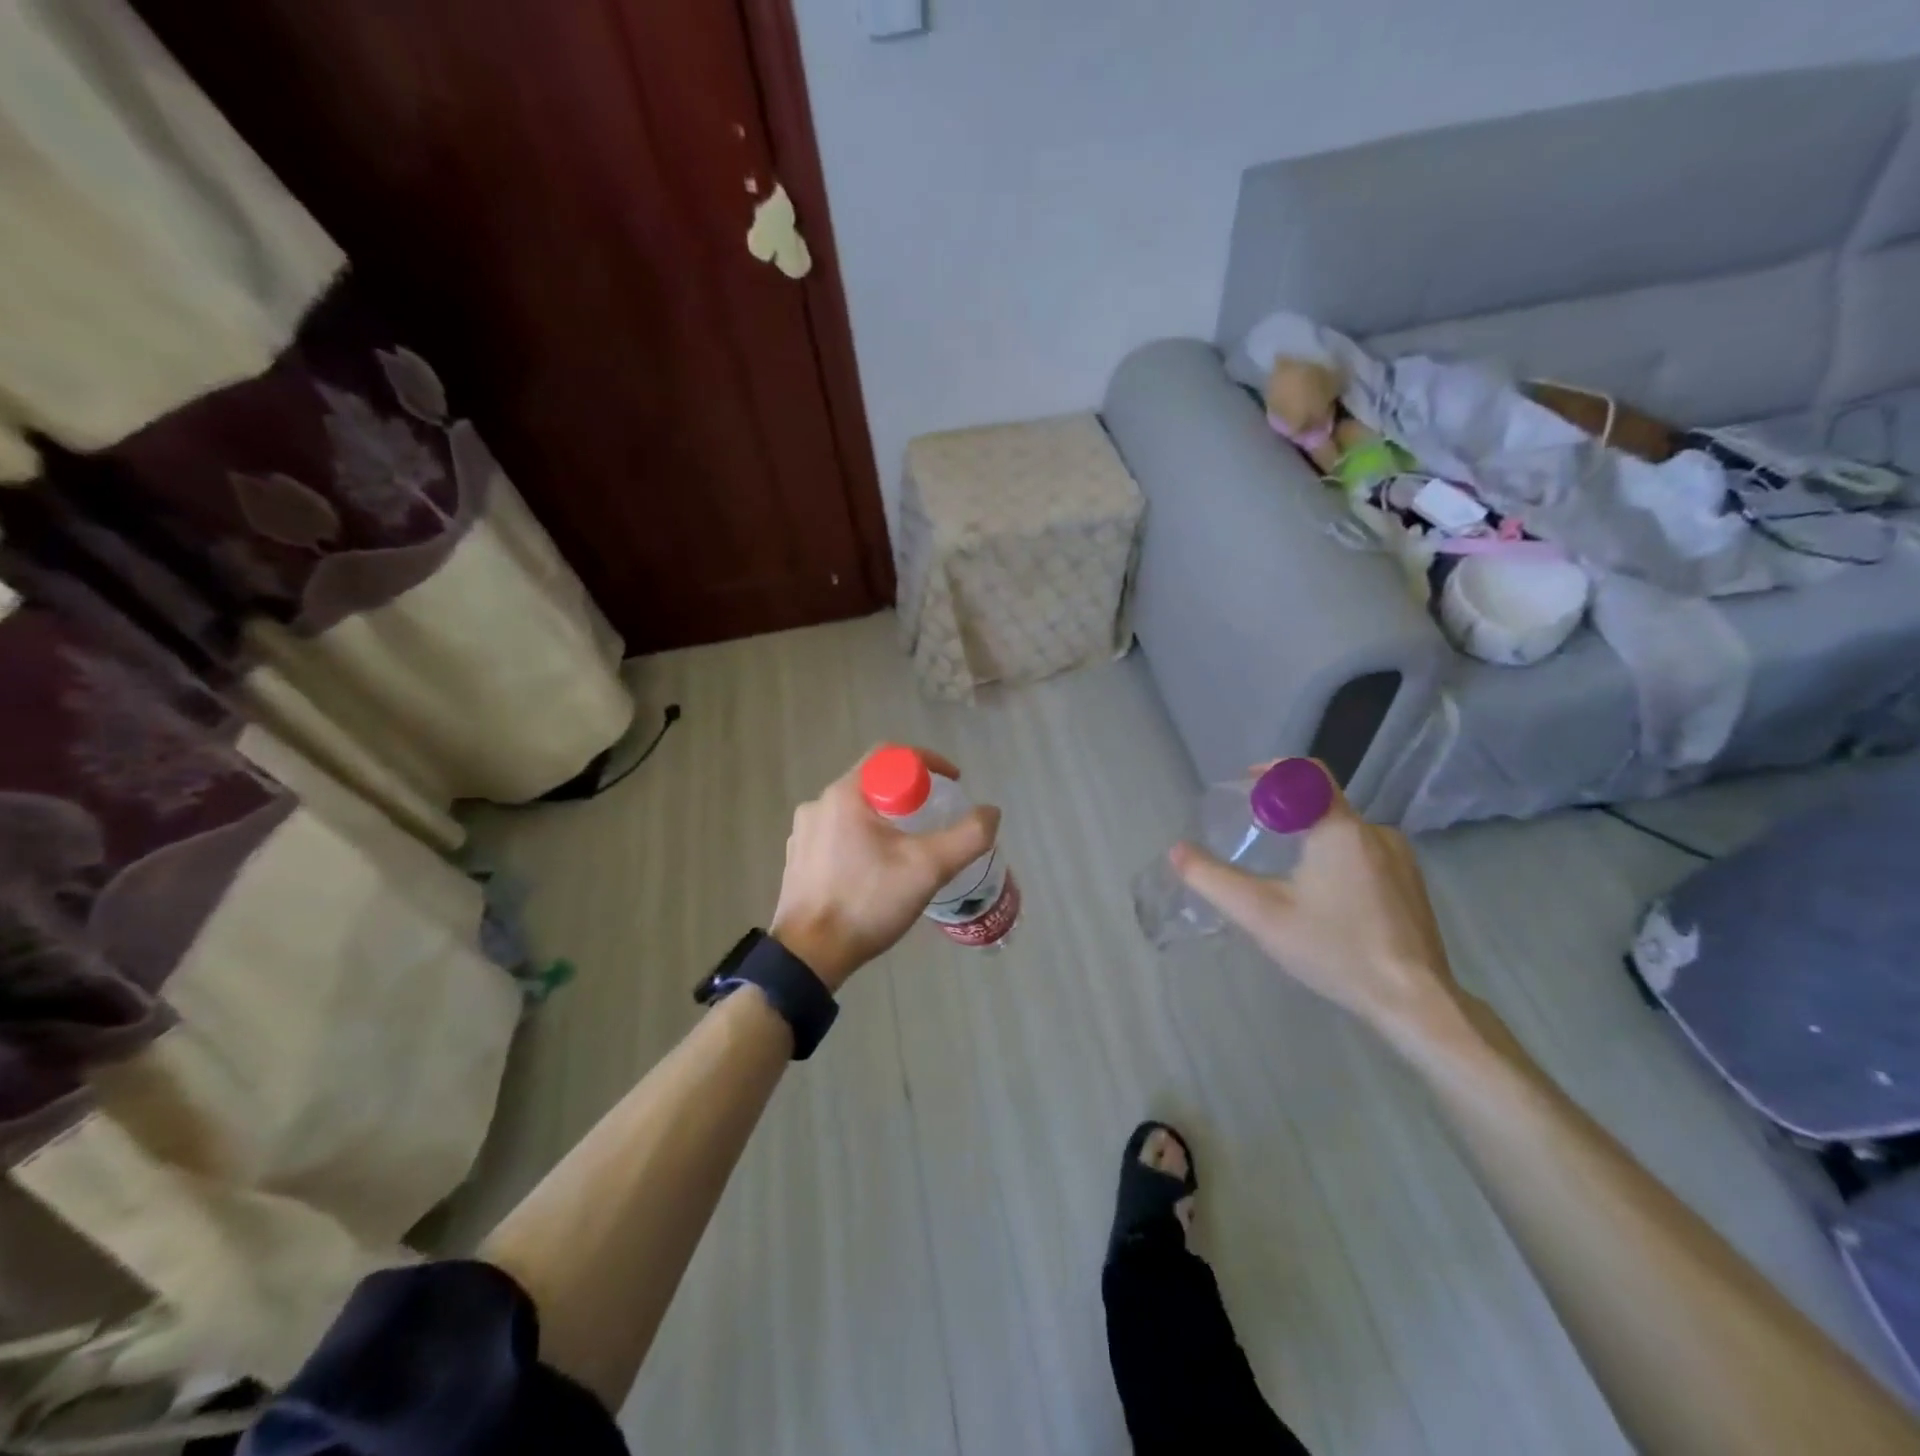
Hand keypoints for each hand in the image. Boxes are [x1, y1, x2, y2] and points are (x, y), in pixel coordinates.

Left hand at [770, 748, 1000, 991]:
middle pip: (874, 782)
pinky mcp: (798, 860)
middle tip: (935, 819)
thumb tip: (991, 812)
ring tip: (909, 848)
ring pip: (856, 810)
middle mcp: (819, 804)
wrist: (809, 956)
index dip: (927, 763)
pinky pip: (838, 834)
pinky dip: (863, 840)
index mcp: (846, 795)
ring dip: (886, 819)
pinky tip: (876, 870)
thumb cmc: (867, 902)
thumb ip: (968, 836)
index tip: (952, 784)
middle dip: (909, 794)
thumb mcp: (928, 869)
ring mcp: (804, 833)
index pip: (890, 755)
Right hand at [1170, 770, 1461, 1040]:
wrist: (1414, 1001)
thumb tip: (1177, 851)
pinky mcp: (1411, 883)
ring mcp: (1400, 857)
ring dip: (1312, 839)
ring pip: (1344, 831)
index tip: (1246, 787)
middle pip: (1322, 803)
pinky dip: (1337, 859)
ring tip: (1286, 874)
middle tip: (1256, 838)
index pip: (1307, 773)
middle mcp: (1375, 831)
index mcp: (1340, 829)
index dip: (1273, 771)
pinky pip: (1365, 852)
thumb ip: (1214, 880)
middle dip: (1286, 812)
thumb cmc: (1334, 949)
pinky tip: (1326, 899)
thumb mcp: (1262, 915)